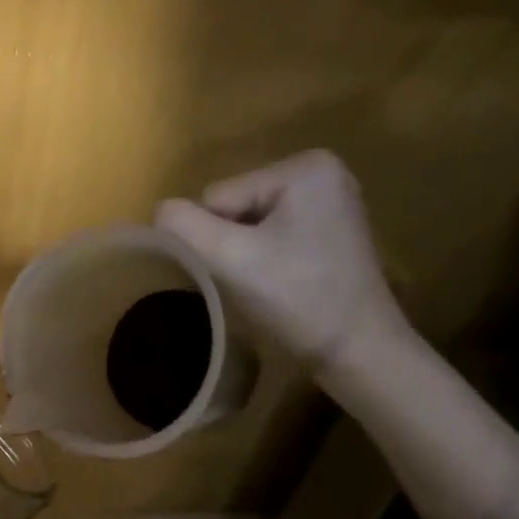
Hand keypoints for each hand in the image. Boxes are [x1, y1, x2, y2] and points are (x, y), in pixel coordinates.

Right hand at [155, 149, 407, 373]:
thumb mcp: (230, 259)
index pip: (218, 198)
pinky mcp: (330, 228)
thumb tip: (160, 211)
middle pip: (233, 206)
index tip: (241, 272)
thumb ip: (184, 227)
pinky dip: (263, 258)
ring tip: (267, 284)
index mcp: (303, 167)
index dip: (214, 239)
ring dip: (244, 254)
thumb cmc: (298, 300)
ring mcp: (328, 200)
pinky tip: (280, 281)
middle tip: (253, 280)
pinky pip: (271, 234)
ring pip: (247, 223)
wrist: (358, 351)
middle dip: (231, 244)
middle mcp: (320, 171)